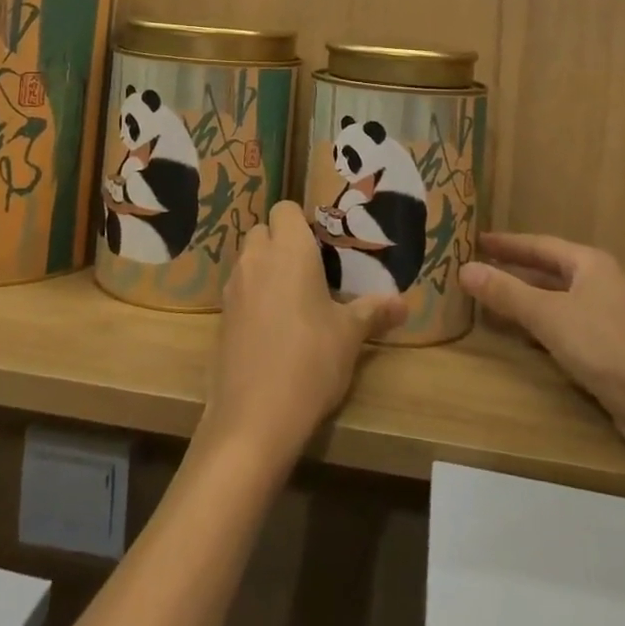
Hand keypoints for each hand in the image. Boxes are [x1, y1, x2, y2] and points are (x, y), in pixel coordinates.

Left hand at [204, 202, 406, 461]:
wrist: (254, 417)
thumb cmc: (310, 361)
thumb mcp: (350, 335)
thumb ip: (374, 312)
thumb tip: (403, 303)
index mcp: (288, 248)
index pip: (285, 209)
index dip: (302, 222)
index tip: (323, 246)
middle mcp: (256, 258)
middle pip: (263, 231)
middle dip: (283, 243)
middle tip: (312, 272)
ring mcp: (233, 287)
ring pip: (249, 260)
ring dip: (267, 269)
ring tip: (295, 301)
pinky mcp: (221, 317)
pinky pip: (239, 291)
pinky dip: (254, 297)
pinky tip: (274, 329)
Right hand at [462, 233, 624, 451]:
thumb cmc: (609, 347)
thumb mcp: (550, 317)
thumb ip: (507, 293)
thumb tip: (463, 269)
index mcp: (590, 264)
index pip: (539, 245)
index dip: (506, 244)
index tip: (476, 240)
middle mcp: (601, 283)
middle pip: (548, 271)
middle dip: (514, 271)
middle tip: (477, 268)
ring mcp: (609, 317)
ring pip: (557, 301)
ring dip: (526, 300)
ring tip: (491, 300)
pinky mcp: (612, 350)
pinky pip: (566, 327)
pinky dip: (541, 327)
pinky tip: (524, 337)